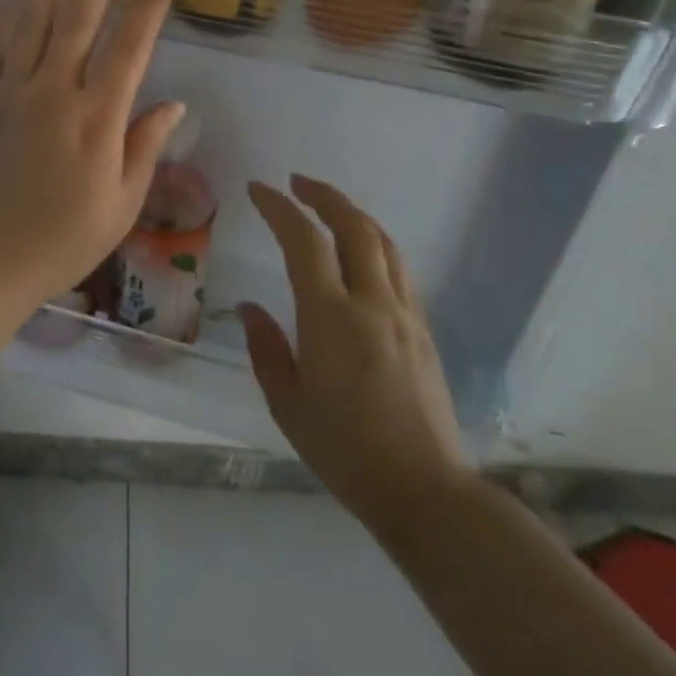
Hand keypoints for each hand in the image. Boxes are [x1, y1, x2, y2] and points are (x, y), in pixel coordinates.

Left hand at [0, 0, 183, 306]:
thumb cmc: (63, 241)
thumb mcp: (121, 205)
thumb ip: (145, 146)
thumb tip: (174, 103)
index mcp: (96, 118)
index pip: (130, 47)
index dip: (149, 4)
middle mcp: (54, 92)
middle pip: (80, 17)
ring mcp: (10, 92)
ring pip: (33, 21)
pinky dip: (4, 19)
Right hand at [239, 176, 468, 533]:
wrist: (426, 492)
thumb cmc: (346, 452)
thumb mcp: (288, 405)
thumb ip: (265, 348)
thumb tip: (249, 308)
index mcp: (332, 317)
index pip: (304, 241)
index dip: (279, 207)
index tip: (258, 189)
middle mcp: (372, 302)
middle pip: (354, 226)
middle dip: (323, 195)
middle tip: (297, 183)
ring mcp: (405, 314)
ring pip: (383, 242)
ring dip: (353, 215)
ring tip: (328, 209)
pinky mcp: (424, 330)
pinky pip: (399, 269)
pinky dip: (375, 244)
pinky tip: (361, 256)